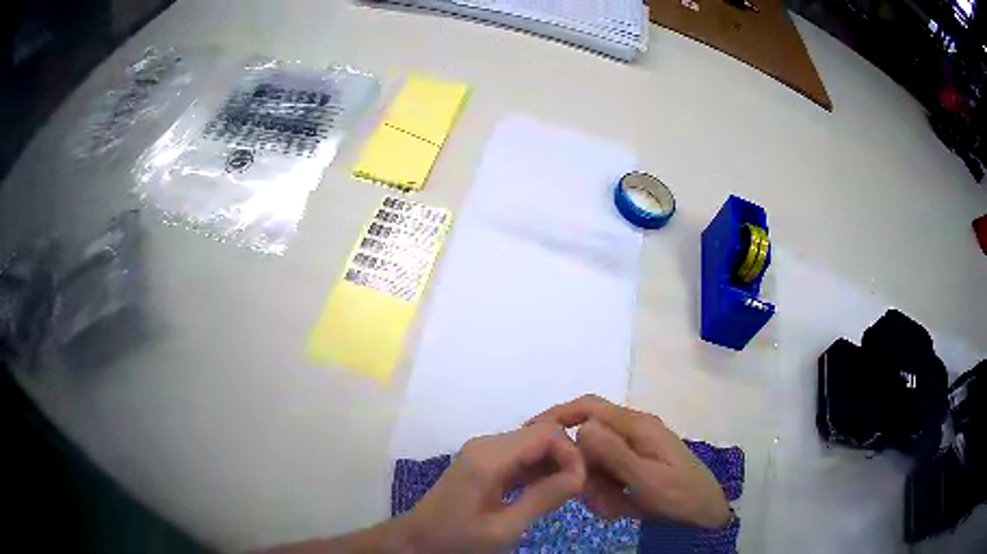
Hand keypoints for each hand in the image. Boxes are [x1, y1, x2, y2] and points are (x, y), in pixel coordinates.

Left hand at [402, 422, 585, 552]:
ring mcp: (483, 451)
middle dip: (566, 457)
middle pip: (541, 433)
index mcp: (490, 457)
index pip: (546, 434)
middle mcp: (487, 444)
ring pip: (532, 443)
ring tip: (566, 492)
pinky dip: (539, 468)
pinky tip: (547, 491)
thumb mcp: (503, 528)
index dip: (571, 454)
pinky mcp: (483, 461)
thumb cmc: (458, 539)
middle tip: (576, 490)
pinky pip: (520, 455)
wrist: (418, 540)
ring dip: (554, 463)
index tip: (580, 485)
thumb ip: (542, 500)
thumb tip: (580, 477)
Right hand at [529, 395, 730, 528]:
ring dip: (598, 487)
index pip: (589, 407)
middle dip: (585, 471)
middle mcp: (634, 431)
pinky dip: (608, 492)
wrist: (705, 512)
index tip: (531, 433)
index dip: (559, 414)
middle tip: (596, 499)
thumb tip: (581, 427)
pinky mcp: (636, 463)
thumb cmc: (680, 495)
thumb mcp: (647, 479)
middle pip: (588, 441)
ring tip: (617, 508)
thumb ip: (615, 454)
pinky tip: (623, 508)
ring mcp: (635, 448)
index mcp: (637, 426)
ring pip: (595, 462)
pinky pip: (607, 474)